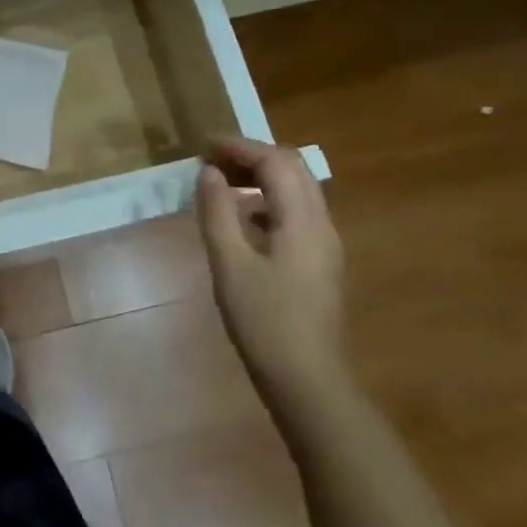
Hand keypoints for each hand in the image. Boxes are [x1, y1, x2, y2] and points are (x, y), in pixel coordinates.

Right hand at [195, 138, 346, 394]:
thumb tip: (208, 173)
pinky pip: (295, 213)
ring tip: (220, 183)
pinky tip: (241, 219)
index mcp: (302, 220)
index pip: (275, 162)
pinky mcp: (319, 262)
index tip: (203, 146)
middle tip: (211, 160)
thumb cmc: (265, 321)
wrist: (308, 380)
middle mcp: (321, 224)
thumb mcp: (230, 264)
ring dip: (260, 176)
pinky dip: (267, 200)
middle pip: (293, 169)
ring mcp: (324, 244)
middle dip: (252, 156)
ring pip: (297, 190)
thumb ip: (218, 213)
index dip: (239, 147)